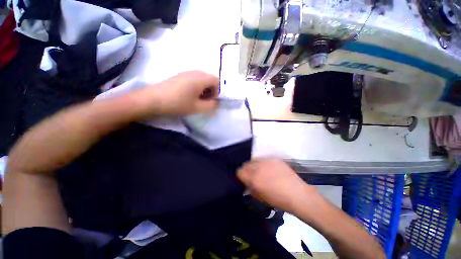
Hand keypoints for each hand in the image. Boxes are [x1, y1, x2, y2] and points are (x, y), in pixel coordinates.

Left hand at [134, 71, 218, 117]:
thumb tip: (217, 103)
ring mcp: (186, 73)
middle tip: (205, 101)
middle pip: (209, 79)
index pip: (217, 81)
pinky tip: (189, 95)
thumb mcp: (198, 107)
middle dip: (211, 90)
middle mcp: (195, 72)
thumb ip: (211, 105)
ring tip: (197, 99)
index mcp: (201, 78)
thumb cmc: (178, 103)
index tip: (211, 101)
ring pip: (201, 79)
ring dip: (203, 89)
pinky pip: (193, 79)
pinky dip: (196, 87)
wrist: (153, 100)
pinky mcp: (179, 76)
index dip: (217, 91)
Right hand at [237, 159, 317, 212]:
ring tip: (261, 172)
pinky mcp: (274, 158)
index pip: (239, 171)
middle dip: (246, 170)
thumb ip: (250, 187)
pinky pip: (264, 159)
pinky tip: (270, 169)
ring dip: (254, 165)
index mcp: (253, 177)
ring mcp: (266, 161)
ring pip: (254, 160)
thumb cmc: (277, 200)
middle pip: (245, 164)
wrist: (297, 194)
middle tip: (252, 175)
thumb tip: (246, 182)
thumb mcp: (259, 196)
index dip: (240, 175)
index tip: (244, 179)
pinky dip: (263, 163)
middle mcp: (258, 166)